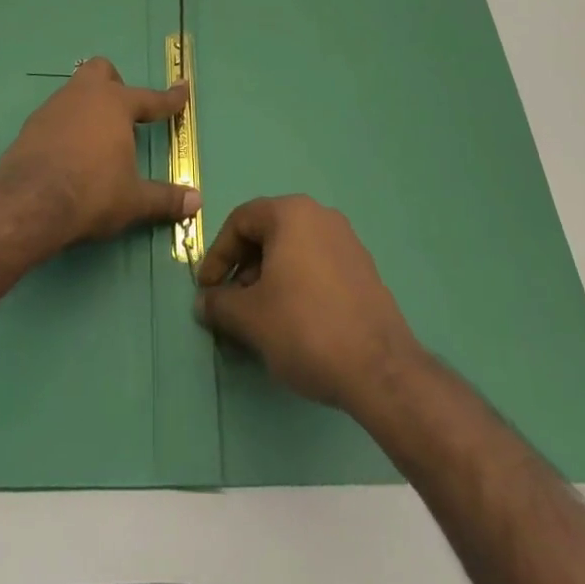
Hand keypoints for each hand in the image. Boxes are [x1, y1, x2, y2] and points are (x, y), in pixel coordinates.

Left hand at [0, 57, 197, 250]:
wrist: (29, 201)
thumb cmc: (91, 192)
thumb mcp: (133, 200)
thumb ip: (165, 198)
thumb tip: (197, 202)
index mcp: (116, 105)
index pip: (151, 98)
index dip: (170, 97)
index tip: (183, 88)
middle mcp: (85, 95)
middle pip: (102, 70)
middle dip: (115, 84)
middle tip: (123, 114)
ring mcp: (55, 106)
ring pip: (75, 90)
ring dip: (88, 106)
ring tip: (95, 138)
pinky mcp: (31, 124)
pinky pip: (56, 114)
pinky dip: (67, 125)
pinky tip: (68, 151)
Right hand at [194, 195, 420, 412]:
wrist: (380, 370)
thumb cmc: (305, 328)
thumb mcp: (249, 317)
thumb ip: (218, 303)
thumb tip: (204, 302)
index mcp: (291, 214)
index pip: (240, 221)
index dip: (218, 255)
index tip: (207, 289)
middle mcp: (320, 216)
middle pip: (268, 233)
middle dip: (244, 268)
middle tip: (232, 304)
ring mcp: (347, 242)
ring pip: (294, 250)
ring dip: (269, 278)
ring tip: (261, 318)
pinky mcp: (364, 270)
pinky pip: (317, 266)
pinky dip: (297, 285)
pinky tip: (294, 322)